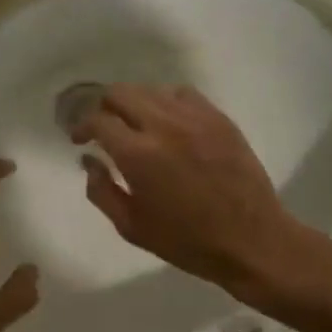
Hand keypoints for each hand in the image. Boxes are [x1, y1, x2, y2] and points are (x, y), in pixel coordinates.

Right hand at [72, 85, 307, 297]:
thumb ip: (101, 191)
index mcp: (138, 155)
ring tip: (136, 125)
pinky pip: (184, 94)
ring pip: (152, 90)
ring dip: (135, 103)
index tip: (80, 139)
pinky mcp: (219, 118)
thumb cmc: (187, 242)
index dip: (82, 126)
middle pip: (121, 93)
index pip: (99, 120)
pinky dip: (167, 102)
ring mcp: (195, 118)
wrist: (251, 240)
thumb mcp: (132, 227)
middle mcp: (164, 126)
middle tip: (104, 128)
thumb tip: (89, 161)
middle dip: (104, 107)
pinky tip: (169, 122)